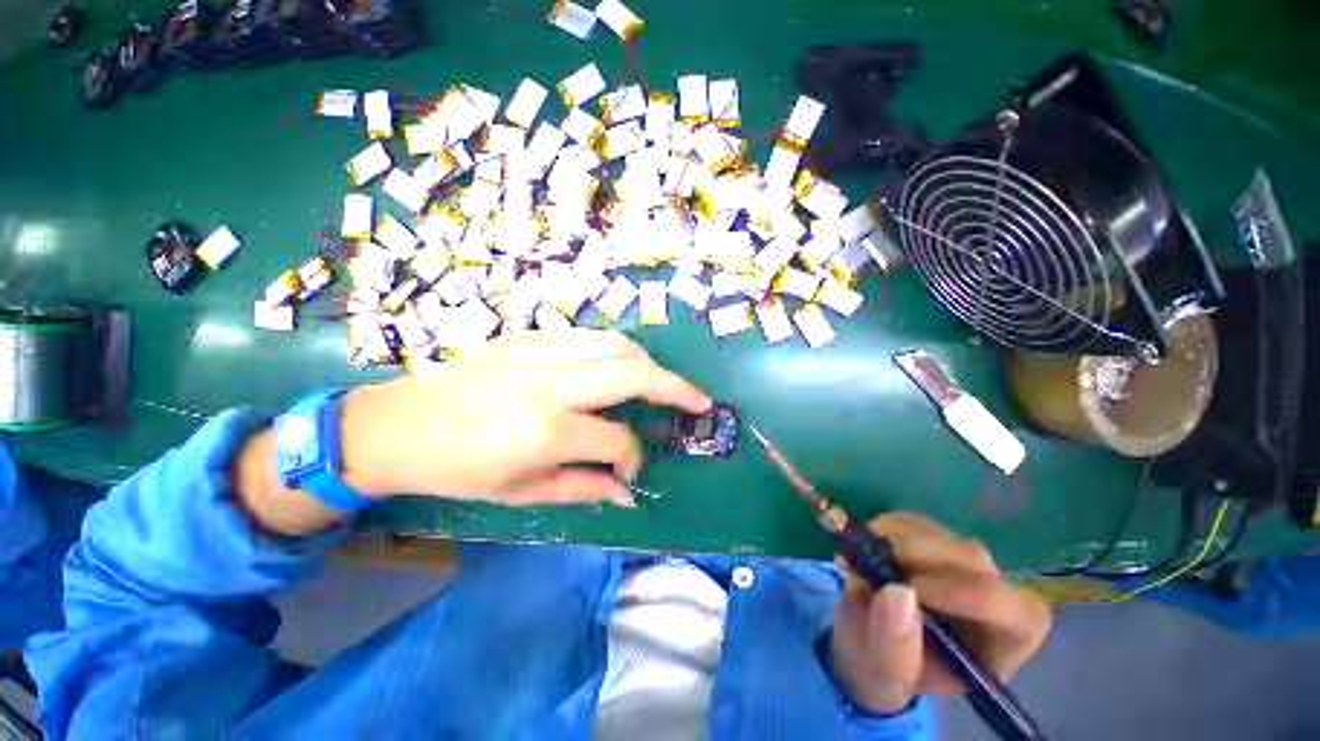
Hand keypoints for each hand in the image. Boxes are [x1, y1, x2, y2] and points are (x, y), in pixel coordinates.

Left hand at [339, 328, 711, 505]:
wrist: (399, 423)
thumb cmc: (459, 468)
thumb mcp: (522, 492)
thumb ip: (586, 488)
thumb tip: (629, 492)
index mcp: (546, 431)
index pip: (618, 439)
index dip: (634, 457)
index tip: (632, 469)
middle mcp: (551, 383)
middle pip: (635, 372)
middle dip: (677, 388)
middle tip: (700, 402)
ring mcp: (541, 351)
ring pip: (618, 344)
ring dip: (650, 364)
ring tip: (661, 385)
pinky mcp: (530, 335)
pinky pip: (591, 337)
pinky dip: (617, 352)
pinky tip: (618, 369)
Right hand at [829, 513, 1051, 714]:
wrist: (870, 644)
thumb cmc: (885, 669)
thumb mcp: (884, 675)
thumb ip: (894, 648)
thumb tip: (898, 593)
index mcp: (1000, 642)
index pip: (1003, 606)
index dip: (957, 591)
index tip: (901, 587)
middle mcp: (994, 595)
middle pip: (970, 559)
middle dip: (914, 555)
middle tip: (867, 561)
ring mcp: (965, 563)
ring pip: (939, 534)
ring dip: (892, 539)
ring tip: (858, 559)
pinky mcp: (935, 539)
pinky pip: (914, 521)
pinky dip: (884, 527)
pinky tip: (866, 546)